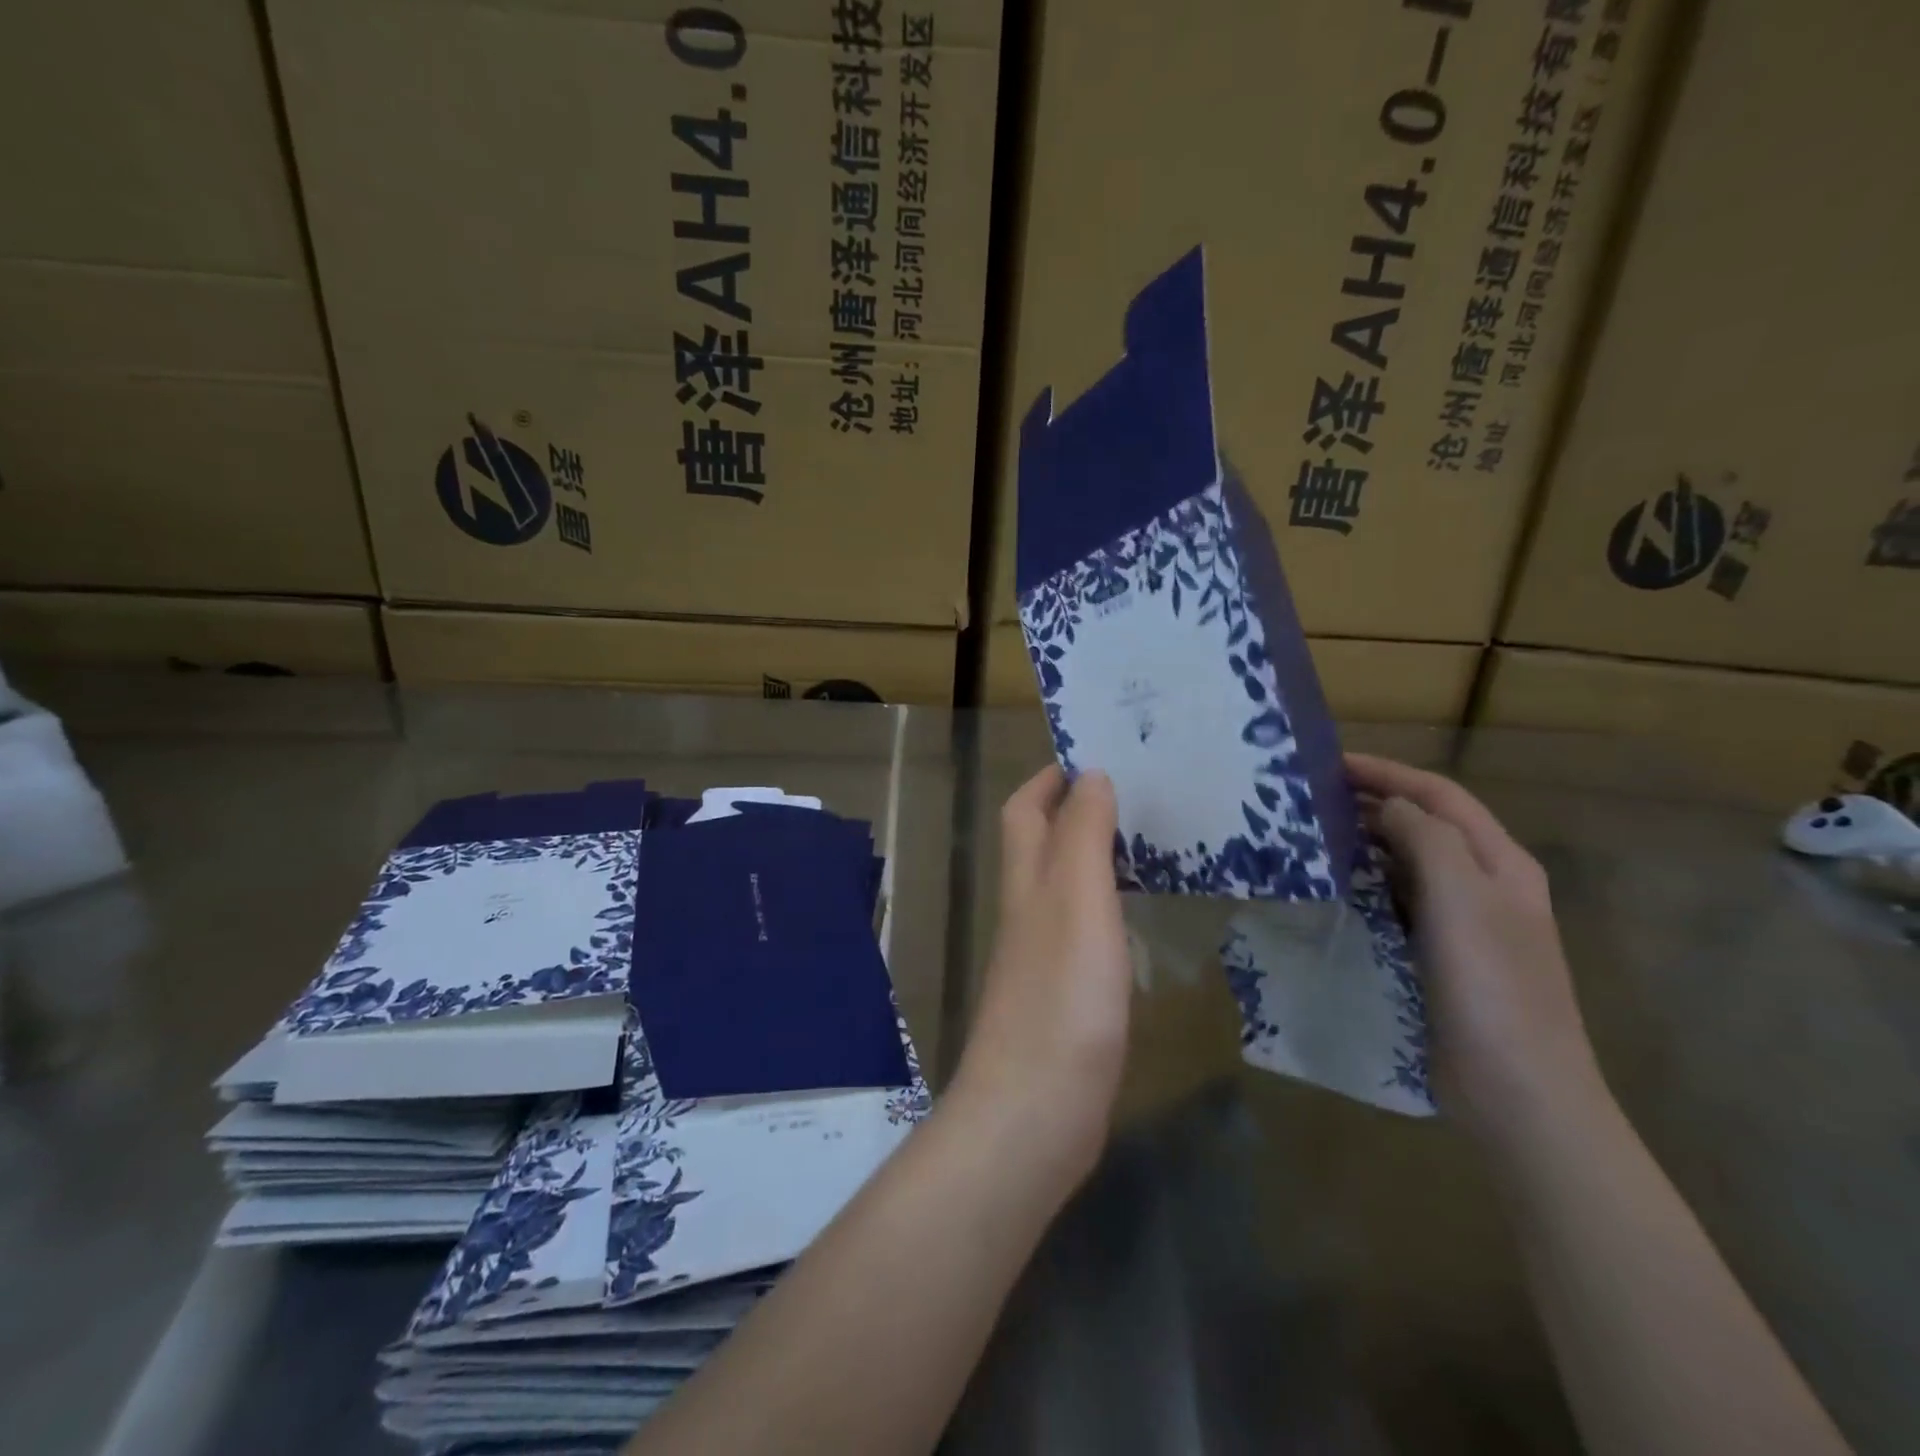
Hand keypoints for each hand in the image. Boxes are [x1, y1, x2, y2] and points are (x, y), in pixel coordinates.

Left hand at [953, 765, 1132, 1189]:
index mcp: (1026, 880)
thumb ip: (1082, 835)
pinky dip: (1107, 907)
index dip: (1050, 778)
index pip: (1025, 808)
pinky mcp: (1063, 995)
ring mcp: (1042, 954)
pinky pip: (1083, 929)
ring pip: (1063, 885)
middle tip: (1139, 796)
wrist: (1035, 1110)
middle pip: (1040, 843)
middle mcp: (1027, 910)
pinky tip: (1139, 918)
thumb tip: (1089, 775)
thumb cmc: (1062, 995)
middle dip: (1076, 810)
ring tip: (1150, 844)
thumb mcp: (1076, 899)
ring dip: (1094, 856)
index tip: (1097, 757)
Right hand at [1346, 753, 1607, 1148]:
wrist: (1518, 1091)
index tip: (1329, 763)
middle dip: (1372, 804)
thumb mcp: (1461, 900)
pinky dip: (1366, 885)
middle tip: (1311, 798)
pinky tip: (1334, 889)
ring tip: (1313, 835)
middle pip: (1425, 825)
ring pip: (1408, 864)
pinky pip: (1397, 903)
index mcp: (1500, 863)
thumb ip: (1426, 838)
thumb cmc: (1492, 987)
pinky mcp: (1439, 957)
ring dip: (1365, 844)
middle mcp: (1484, 885)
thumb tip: (1389, 807)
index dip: (1387, 772)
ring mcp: (1464, 924)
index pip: (1440, 796)